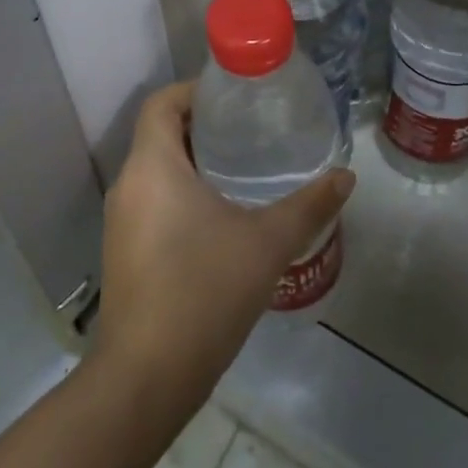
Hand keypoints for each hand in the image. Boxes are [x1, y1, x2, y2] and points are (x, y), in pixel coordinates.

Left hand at [93, 82, 354, 416]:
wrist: (146, 376)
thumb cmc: (204, 292)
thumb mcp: (266, 244)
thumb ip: (308, 206)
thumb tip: (346, 176)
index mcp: (152, 165)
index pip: (162, 102)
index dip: (194, 90)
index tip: (234, 97)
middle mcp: (129, 183)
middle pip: (160, 133)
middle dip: (202, 126)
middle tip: (250, 132)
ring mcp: (121, 220)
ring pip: (156, 170)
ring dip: (193, 162)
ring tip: (242, 170)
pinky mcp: (123, 250)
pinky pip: (151, 201)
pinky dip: (180, 194)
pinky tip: (220, 219)